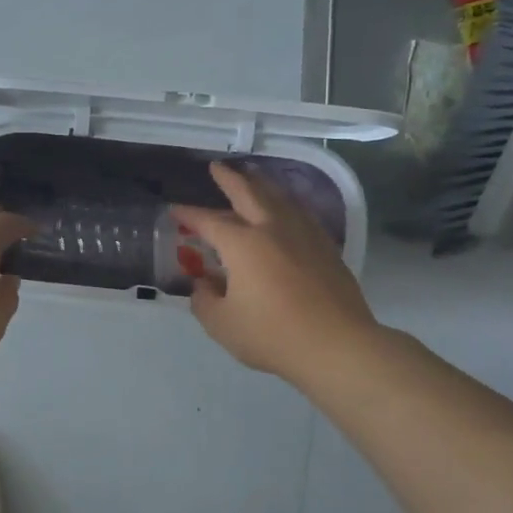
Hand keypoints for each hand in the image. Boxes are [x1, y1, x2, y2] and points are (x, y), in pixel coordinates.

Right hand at [173, 161, 379, 380]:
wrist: (338, 346)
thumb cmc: (273, 335)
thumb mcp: (222, 324)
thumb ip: (204, 301)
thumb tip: (203, 284)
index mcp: (243, 244)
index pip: (209, 221)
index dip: (189, 214)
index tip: (174, 209)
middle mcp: (272, 229)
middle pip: (249, 193)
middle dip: (230, 178)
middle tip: (217, 167)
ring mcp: (304, 235)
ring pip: (279, 198)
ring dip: (261, 184)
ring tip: (252, 177)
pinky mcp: (326, 248)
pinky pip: (300, 213)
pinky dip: (285, 203)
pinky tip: (285, 209)